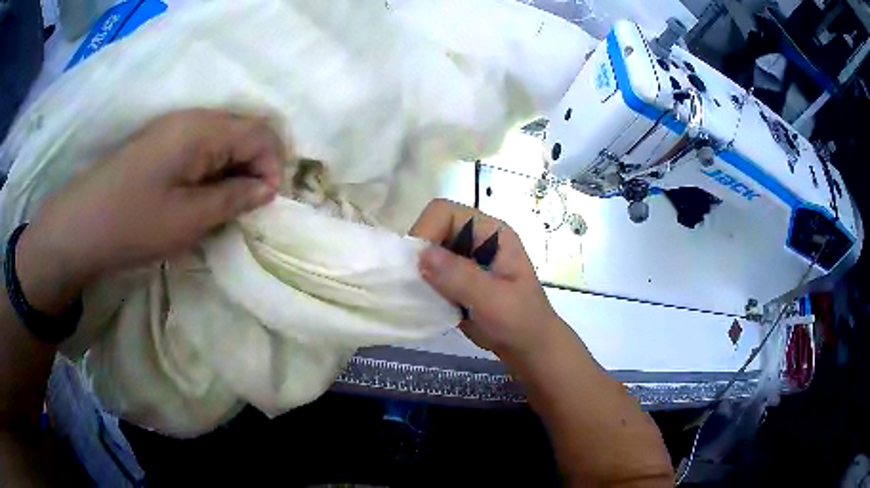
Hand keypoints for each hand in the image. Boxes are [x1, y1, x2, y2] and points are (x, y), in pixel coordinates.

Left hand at [15, 109, 284, 313]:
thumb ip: (233, 199)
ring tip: (225, 208)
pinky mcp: (160, 143)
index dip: (274, 166)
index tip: (267, 205)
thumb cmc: (134, 222)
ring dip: (232, 172)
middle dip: (255, 169)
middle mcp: (192, 119)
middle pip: (243, 133)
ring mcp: (173, 129)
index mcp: (202, 129)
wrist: (80, 225)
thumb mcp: (190, 218)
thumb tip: (265, 189)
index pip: (261, 132)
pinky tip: (202, 198)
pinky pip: (200, 150)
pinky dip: (211, 173)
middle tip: (248, 210)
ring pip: (222, 142)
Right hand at [410, 199, 562, 358]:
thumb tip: (421, 254)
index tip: (417, 264)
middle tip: (414, 282)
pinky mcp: (454, 280)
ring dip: (418, 271)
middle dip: (419, 253)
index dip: (426, 230)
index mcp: (490, 232)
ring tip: (419, 295)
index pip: (445, 212)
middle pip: (431, 229)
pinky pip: (428, 273)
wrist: (527, 348)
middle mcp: (474, 239)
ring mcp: (463, 260)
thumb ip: (460, 277)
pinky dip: (421, 285)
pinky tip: (425, 302)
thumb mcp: (494, 299)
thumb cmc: (521, 320)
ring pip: (426, 252)